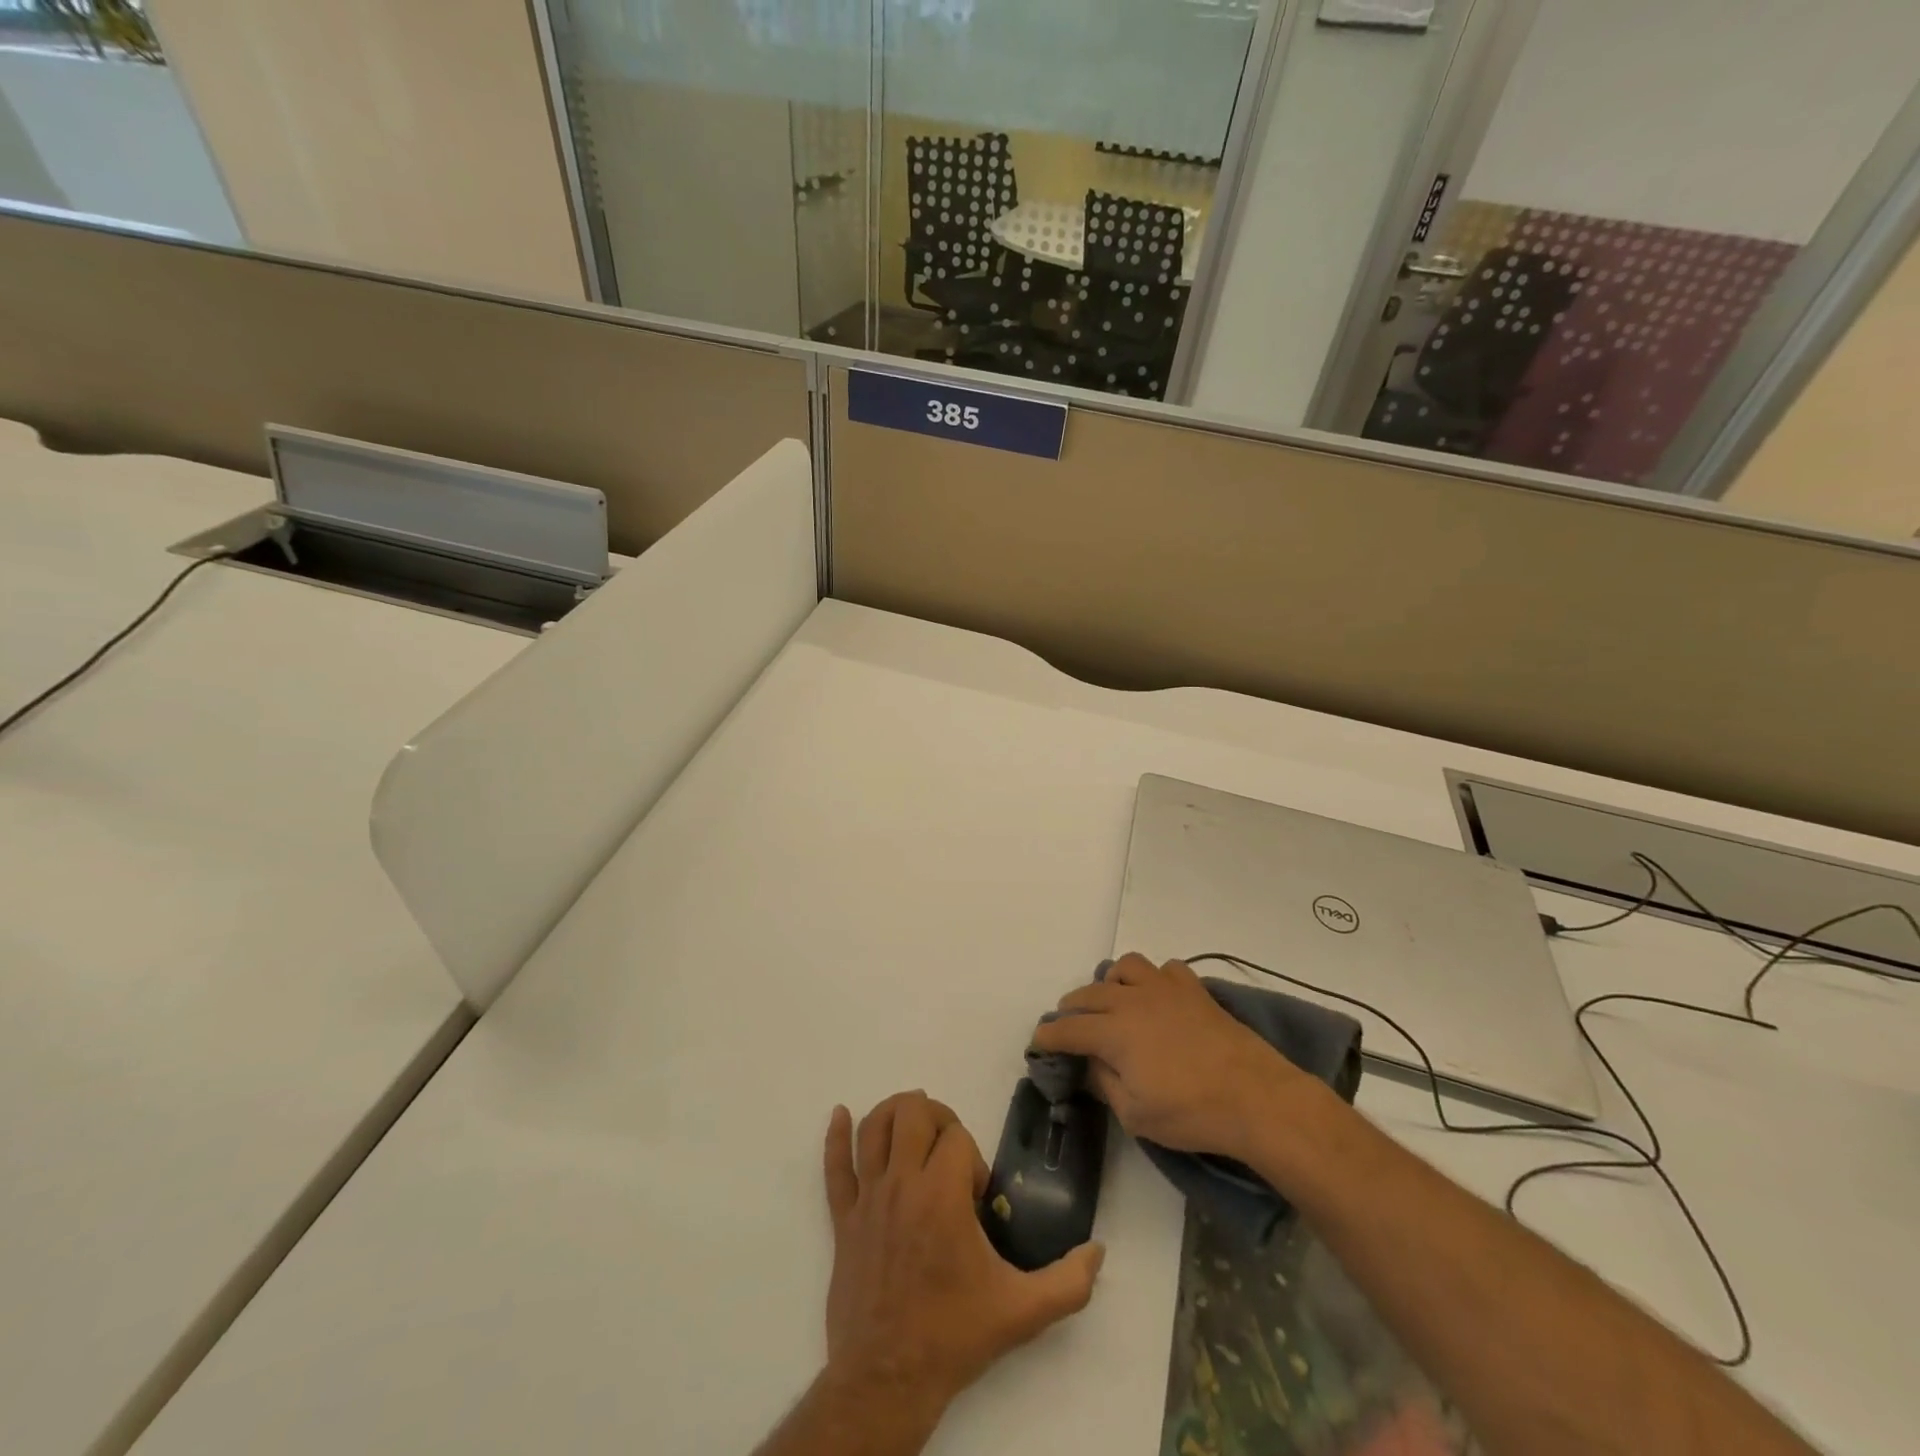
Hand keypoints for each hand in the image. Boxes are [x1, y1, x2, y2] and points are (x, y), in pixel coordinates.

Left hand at [820, 1092, 1105, 1414]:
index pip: (956, 1137)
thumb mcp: (1022, 1312)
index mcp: (941, 1195)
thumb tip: (1098, 1251)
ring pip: (873, 1128)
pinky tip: (839, 1115)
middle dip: (936, 1117)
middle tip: (948, 1149)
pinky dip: (835, 1136)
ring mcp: (868, 1199)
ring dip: (893, 1113)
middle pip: (913, 1113)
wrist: (887, 1380)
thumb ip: (1068, 1282)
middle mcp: (902, 1184)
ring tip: (912, 1122)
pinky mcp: (843, 1219)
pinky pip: (834, 1166)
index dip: (971, 1156)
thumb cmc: (953, 1335)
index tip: (975, 1197)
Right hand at [1030, 954, 1305, 1164]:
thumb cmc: (1191, 1112)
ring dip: (1110, 983)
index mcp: (1113, 1031)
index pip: (1068, 1029)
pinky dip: (1154, 979)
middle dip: (1071, 1010)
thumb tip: (1088, 1064)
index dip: (1048, 1036)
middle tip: (1070, 1029)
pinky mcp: (1193, 989)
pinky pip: (1164, 969)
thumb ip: (1104, 1083)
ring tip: (1113, 1003)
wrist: (1255, 1096)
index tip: (1038, 1044)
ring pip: (1124, 968)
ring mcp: (1164, 988)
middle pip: (1088, 994)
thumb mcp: (1135, 1115)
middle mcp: (1131, 1000)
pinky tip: (1158, 998)